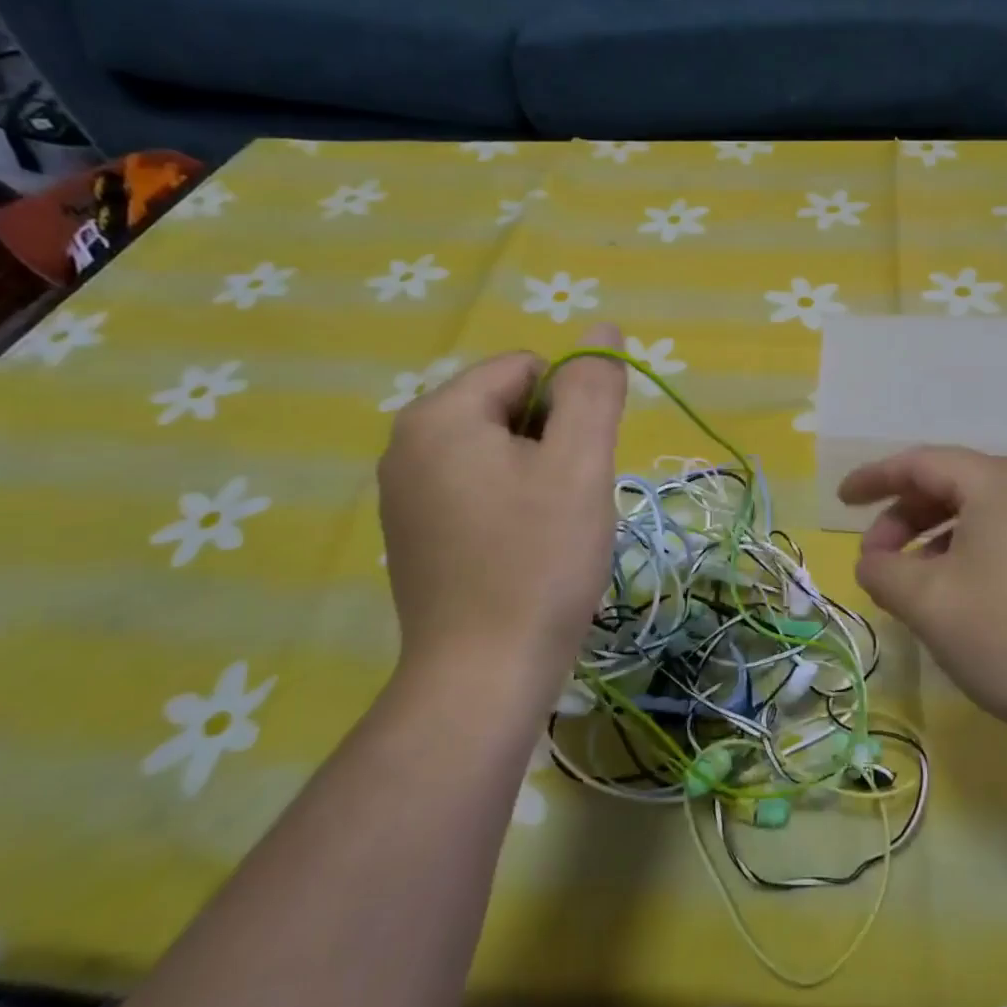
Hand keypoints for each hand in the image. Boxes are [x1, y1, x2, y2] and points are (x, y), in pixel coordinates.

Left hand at [378, 324, 626, 708]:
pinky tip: (520, 553)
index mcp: (439, 414)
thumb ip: (593, 388)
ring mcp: (404, 492)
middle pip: (509, 408)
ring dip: (536, 477)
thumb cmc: (538, 562)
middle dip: (551, 444)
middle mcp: (407, 443)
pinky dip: (510, 506)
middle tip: (565, 505)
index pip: (527, 369)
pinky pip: (477, 489)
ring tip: (547, 532)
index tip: (577, 469)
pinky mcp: (413, 533)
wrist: (482, 678)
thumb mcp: (579, 464)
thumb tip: (602, 328)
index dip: (569, 410)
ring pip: (498, 451)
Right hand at [838, 447, 1006, 741]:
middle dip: (901, 519)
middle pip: (947, 487)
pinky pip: (1000, 544)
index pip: (919, 463)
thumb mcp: (927, 602)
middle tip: (875, 561)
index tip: (841, 500)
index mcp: (995, 483)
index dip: (873, 478)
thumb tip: (872, 563)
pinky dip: (962, 560)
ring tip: (909, 587)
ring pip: (974, 519)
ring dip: (930, 544)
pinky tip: (954, 601)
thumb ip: (881, 571)